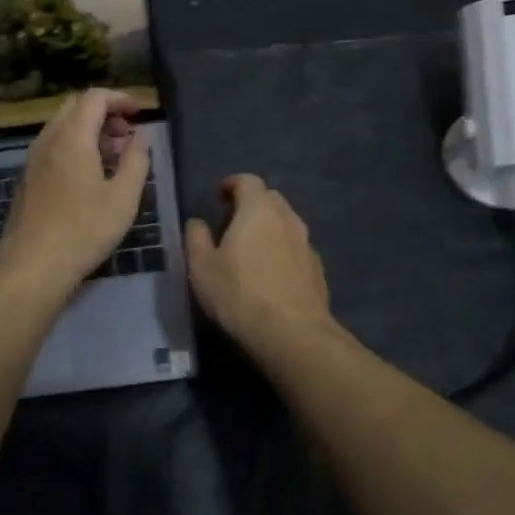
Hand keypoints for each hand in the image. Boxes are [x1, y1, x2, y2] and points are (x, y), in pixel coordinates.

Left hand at [0, 89, 149, 293]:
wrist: (32, 265)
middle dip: (104, 112)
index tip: (140, 113)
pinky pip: (53, 146)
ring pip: (62, 127)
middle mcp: (48, 140)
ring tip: (115, 156)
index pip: (94, 98)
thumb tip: (141, 136)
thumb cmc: (84, 229)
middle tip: (128, 133)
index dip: (120, 98)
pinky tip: (91, 174)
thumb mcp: (123, 197)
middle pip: (75, 107)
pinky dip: (75, 146)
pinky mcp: (28, 178)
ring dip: (90, 130)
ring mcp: (33, 159)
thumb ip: (136, 160)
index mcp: (72, 137)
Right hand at [185, 175, 333, 346]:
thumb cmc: (239, 294)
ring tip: (252, 250)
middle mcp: (287, 219)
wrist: (292, 333)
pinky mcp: (318, 269)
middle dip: (251, 204)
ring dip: (269, 228)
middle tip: (232, 223)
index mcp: (258, 210)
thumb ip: (196, 238)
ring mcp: (307, 244)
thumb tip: (197, 223)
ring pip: (287, 223)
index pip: (248, 181)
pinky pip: (297, 248)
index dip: (232, 184)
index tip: (220, 195)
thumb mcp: (202, 268)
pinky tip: (272, 274)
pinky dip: (283, 250)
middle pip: (271, 199)